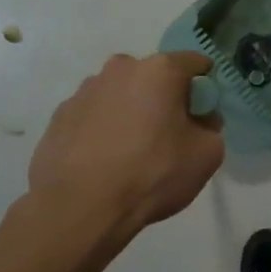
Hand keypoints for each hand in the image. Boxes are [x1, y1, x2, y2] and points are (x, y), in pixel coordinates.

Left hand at [29, 52, 224, 237]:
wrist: (80, 208)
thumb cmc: (152, 174)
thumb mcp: (208, 154)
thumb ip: (211, 127)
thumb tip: (198, 120)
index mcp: (160, 70)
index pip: (196, 63)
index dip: (205, 87)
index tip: (203, 114)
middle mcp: (120, 69)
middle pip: (154, 76)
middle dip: (164, 98)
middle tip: (168, 134)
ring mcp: (84, 91)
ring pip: (120, 94)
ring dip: (131, 111)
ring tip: (131, 152)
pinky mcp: (59, 116)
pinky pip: (93, 115)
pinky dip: (103, 129)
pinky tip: (104, 160)